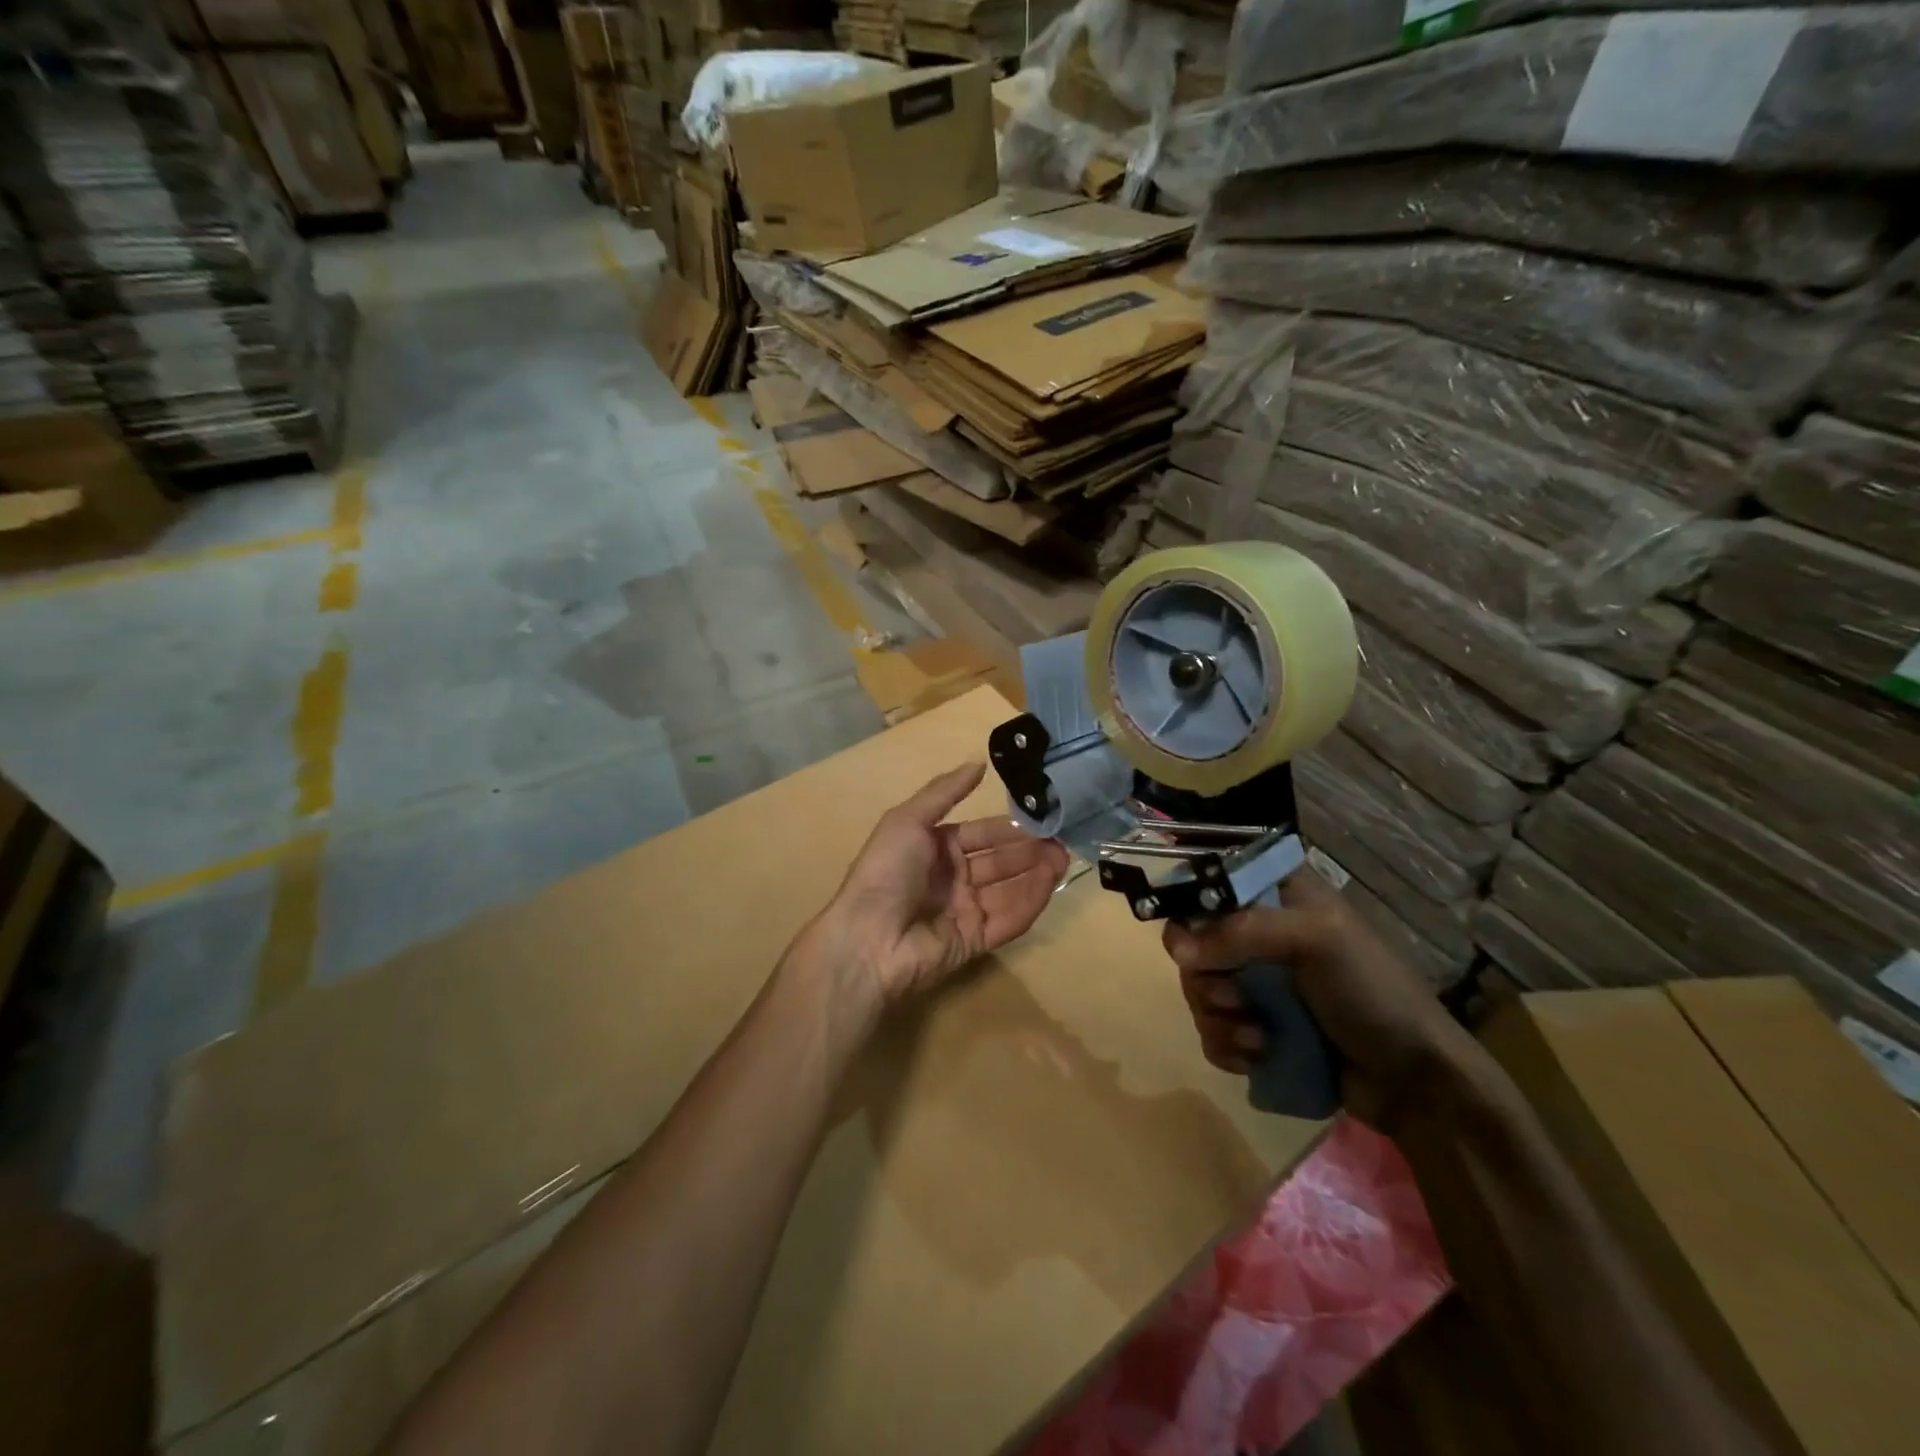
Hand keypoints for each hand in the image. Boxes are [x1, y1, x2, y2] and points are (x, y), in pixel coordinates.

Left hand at [813, 762, 1069, 1011]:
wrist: (868, 937)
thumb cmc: (886, 871)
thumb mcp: (907, 819)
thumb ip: (944, 792)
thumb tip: (978, 763)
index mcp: (935, 849)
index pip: (981, 834)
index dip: (1009, 827)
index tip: (1042, 817)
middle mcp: (952, 878)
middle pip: (999, 861)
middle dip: (1029, 850)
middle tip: (1061, 839)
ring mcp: (964, 911)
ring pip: (1008, 889)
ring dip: (1036, 874)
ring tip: (1063, 858)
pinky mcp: (975, 941)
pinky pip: (1008, 920)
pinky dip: (1029, 901)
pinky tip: (1049, 883)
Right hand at [1162, 869, 1477, 1128]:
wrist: (1415, 1080)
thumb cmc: (1372, 992)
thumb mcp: (1315, 940)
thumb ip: (1243, 932)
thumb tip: (1177, 949)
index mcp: (1279, 896)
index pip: (1213, 882)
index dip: (1192, 906)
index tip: (1190, 940)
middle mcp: (1261, 933)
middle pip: (1195, 941)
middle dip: (1206, 978)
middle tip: (1233, 998)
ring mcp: (1258, 983)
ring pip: (1199, 989)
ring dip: (1218, 1018)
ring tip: (1256, 1038)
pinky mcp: (1256, 1027)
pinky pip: (1212, 1030)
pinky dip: (1226, 1045)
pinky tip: (1257, 1056)